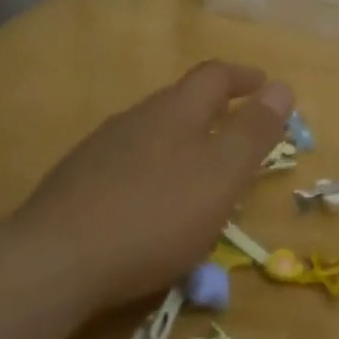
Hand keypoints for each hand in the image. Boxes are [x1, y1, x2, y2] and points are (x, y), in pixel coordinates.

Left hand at [14, 61, 292, 317]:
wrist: (56, 261)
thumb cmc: (156, 215)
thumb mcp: (221, 175)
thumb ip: (254, 132)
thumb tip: (282, 86)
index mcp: (174, 111)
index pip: (214, 76)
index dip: (244, 77)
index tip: (267, 86)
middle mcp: (135, 119)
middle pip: (180, 101)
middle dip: (214, 110)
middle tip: (240, 132)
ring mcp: (100, 150)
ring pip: (151, 133)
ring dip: (183, 141)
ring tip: (201, 170)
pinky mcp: (77, 183)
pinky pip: (128, 164)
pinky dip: (154, 170)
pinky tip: (153, 203)